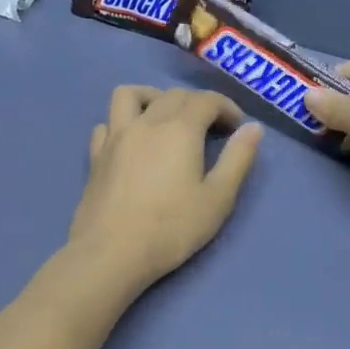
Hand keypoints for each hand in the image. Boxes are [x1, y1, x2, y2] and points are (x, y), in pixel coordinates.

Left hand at [67, 86, 263, 295]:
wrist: (112, 254)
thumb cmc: (172, 228)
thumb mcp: (218, 198)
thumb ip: (238, 159)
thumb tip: (253, 128)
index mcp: (179, 129)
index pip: (206, 100)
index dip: (226, 107)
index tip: (237, 127)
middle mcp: (146, 122)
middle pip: (173, 95)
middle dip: (198, 103)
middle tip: (212, 128)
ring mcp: (115, 137)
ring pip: (130, 95)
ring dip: (153, 97)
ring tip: (166, 118)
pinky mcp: (96, 156)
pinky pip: (107, 124)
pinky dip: (123, 123)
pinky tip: (132, 142)